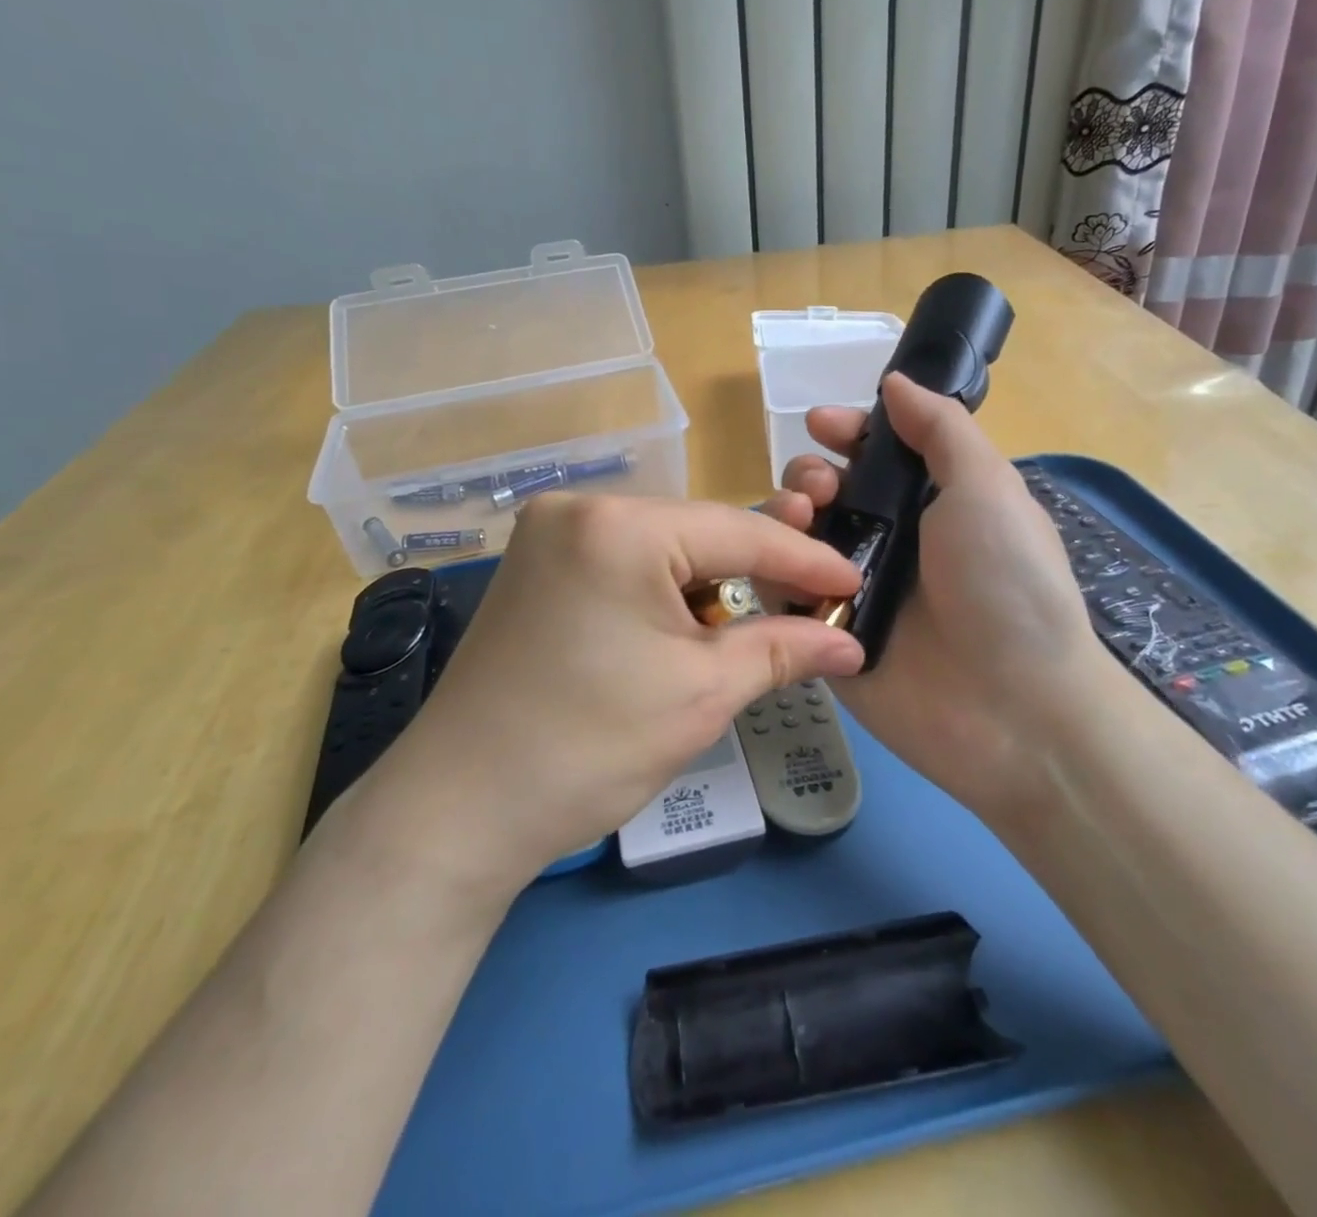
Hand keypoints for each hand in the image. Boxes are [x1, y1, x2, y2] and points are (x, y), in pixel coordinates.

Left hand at [338, 495, 864, 899]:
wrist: (460, 809)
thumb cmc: (589, 748)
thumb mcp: (701, 694)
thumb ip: (782, 650)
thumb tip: (849, 641)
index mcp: (620, 525)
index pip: (739, 532)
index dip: (805, 561)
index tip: (856, 581)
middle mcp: (579, 507)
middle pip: (698, 532)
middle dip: (755, 573)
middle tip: (812, 607)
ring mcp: (548, 533)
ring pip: (662, 546)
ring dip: (708, 584)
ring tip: (743, 632)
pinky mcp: (535, 564)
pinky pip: (622, 560)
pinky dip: (661, 590)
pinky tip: (680, 629)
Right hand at [762, 373, 1119, 824]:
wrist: (1014, 708)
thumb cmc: (1008, 584)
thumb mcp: (987, 488)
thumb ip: (941, 430)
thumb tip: (896, 382)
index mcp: (928, 504)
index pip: (873, 455)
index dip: (844, 433)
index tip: (822, 425)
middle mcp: (886, 541)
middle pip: (824, 492)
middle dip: (810, 474)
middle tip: (822, 489)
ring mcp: (852, 589)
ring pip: (794, 538)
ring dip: (785, 514)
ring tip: (801, 519)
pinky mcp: (823, 635)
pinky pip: (781, 592)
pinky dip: (773, 571)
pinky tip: (784, 567)